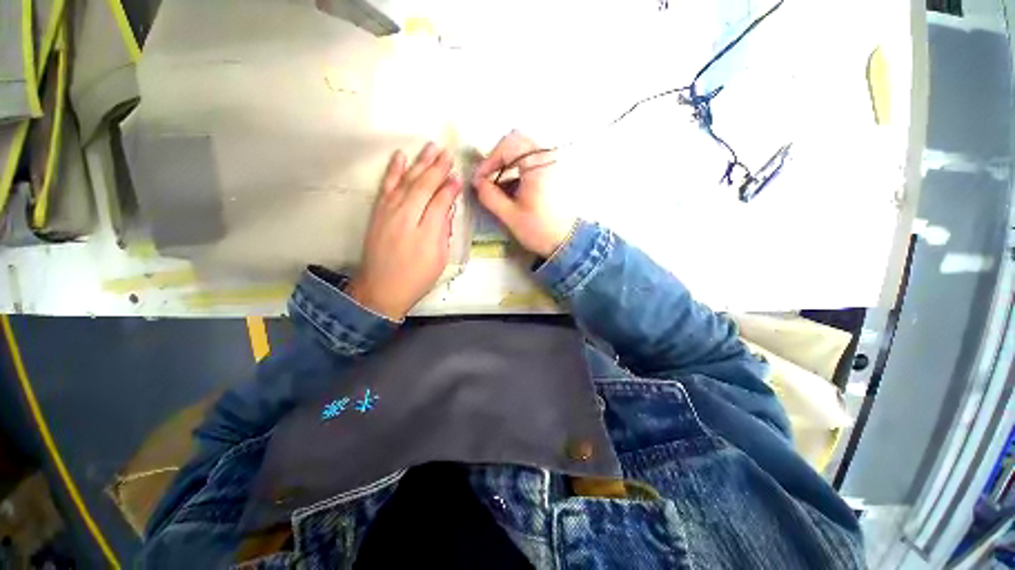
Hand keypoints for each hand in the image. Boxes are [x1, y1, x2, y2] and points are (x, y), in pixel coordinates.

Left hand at [347, 143, 461, 319]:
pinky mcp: (378, 212)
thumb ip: (443, 230)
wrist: (381, 288)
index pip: (440, 201)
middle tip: (448, 153)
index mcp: (426, 232)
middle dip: (437, 168)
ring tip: (430, 147)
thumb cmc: (416, 277)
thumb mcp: (439, 258)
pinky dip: (394, 170)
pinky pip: (387, 185)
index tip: (458, 176)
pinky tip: (400, 156)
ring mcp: (388, 212)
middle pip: (423, 186)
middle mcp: (406, 217)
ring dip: (419, 163)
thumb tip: (447, 208)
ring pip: (406, 181)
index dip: (449, 187)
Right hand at [473, 131, 576, 257]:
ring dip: (508, 166)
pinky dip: (519, 171)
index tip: (481, 180)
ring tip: (499, 189)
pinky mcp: (555, 172)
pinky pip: (533, 162)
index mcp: (537, 166)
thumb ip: (490, 196)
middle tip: (488, 180)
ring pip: (524, 152)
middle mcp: (548, 158)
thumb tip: (478, 182)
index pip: (508, 145)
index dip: (490, 160)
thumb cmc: (539, 230)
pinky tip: (513, 191)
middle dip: (498, 160)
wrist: (567, 242)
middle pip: (517, 143)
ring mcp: (554, 164)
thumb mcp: (510, 216)